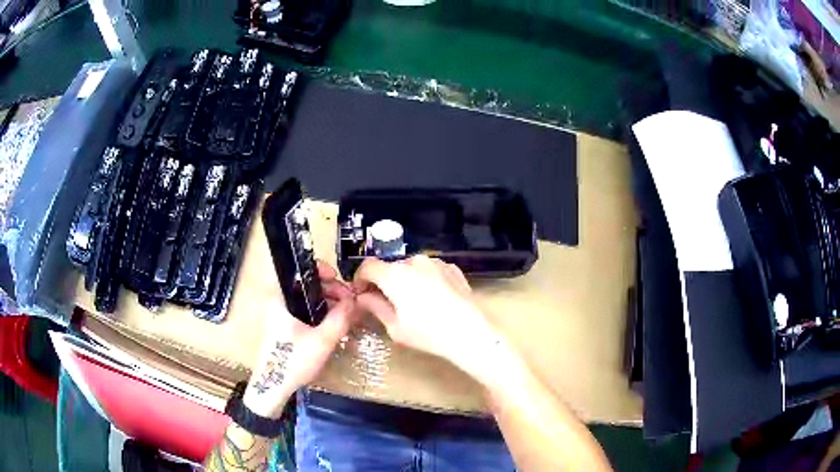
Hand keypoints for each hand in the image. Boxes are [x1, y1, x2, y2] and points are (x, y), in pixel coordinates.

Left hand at [242, 261, 355, 418]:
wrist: (274, 386)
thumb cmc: (293, 360)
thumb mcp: (322, 340)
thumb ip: (340, 318)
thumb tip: (354, 300)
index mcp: (279, 298)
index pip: (297, 270)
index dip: (319, 270)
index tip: (337, 278)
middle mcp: (277, 302)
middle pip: (305, 284)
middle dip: (329, 288)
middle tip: (348, 300)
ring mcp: (281, 315)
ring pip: (306, 299)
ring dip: (327, 301)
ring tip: (346, 312)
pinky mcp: (286, 327)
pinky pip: (305, 311)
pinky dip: (320, 312)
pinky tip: (335, 322)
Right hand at [353, 255, 498, 371]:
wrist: (470, 332)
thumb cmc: (428, 333)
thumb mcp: (394, 326)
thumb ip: (375, 307)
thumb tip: (363, 297)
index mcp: (394, 274)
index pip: (368, 266)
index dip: (360, 278)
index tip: (361, 293)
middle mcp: (414, 261)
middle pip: (390, 267)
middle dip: (383, 281)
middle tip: (385, 301)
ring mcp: (436, 263)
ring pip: (411, 267)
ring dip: (405, 280)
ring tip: (412, 302)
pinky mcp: (452, 269)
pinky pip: (430, 270)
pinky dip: (424, 279)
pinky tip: (431, 299)